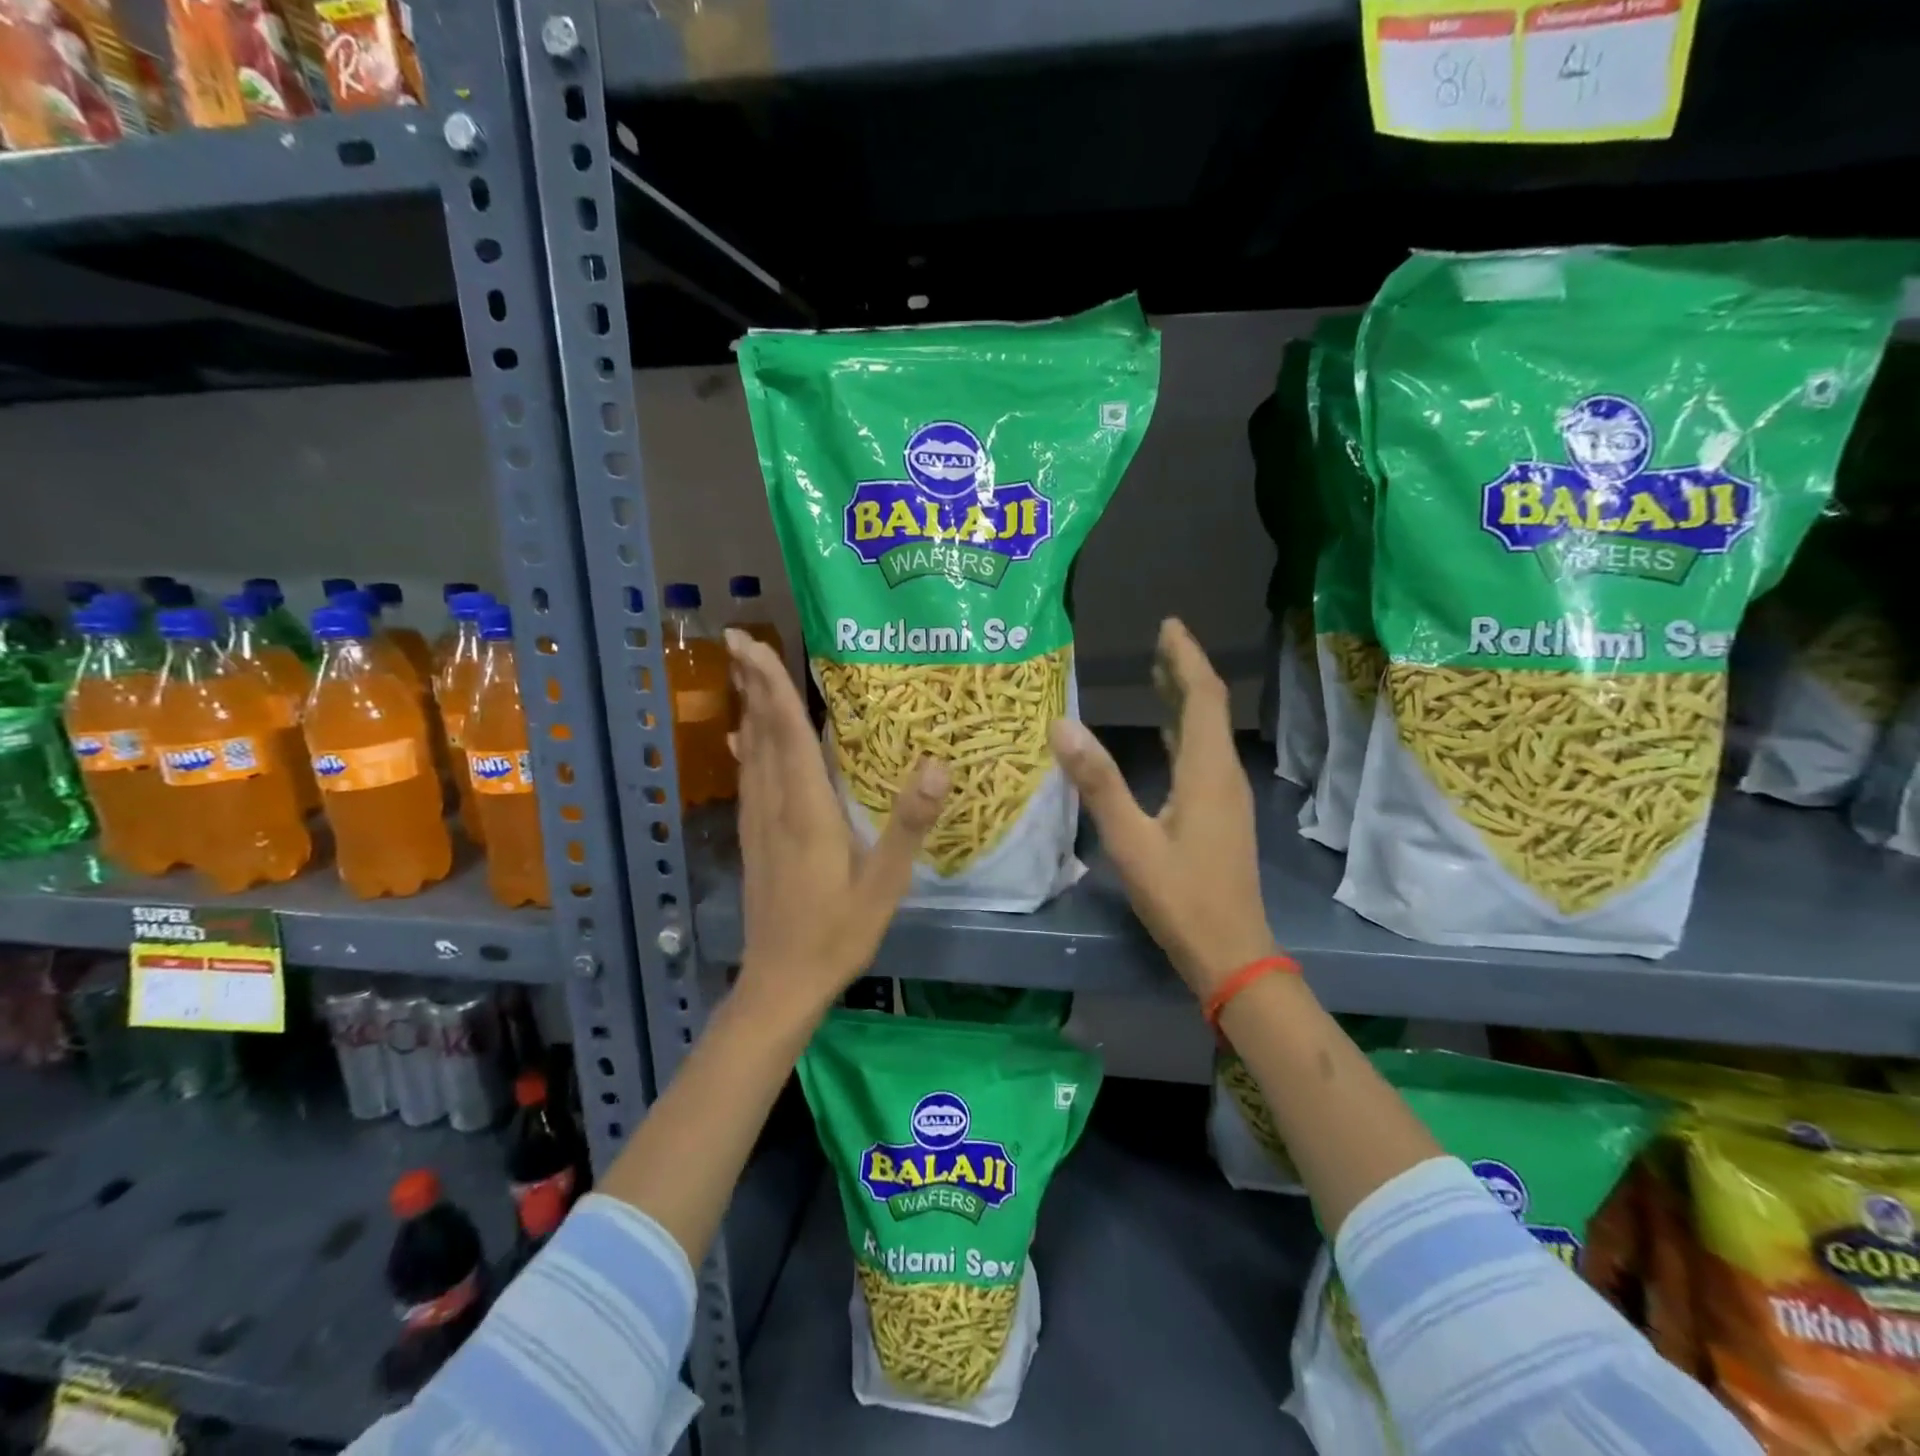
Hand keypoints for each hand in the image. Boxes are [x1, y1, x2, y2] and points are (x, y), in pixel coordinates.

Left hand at [726, 629, 948, 1021]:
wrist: (780, 982)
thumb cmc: (837, 934)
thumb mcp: (885, 884)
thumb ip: (908, 824)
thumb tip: (936, 765)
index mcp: (806, 811)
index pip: (786, 734)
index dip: (771, 685)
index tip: (750, 644)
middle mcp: (775, 807)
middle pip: (761, 733)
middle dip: (752, 684)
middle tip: (740, 639)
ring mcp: (758, 823)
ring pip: (750, 753)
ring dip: (748, 709)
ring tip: (745, 674)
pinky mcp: (754, 839)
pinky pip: (749, 779)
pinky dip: (746, 748)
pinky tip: (741, 739)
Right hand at [1049, 618, 1275, 1000]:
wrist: (1231, 953)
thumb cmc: (1180, 897)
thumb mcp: (1131, 841)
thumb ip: (1098, 783)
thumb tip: (1062, 725)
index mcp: (1206, 771)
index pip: (1202, 696)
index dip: (1186, 657)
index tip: (1168, 625)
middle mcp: (1222, 774)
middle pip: (1209, 708)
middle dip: (1185, 670)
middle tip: (1158, 641)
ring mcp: (1226, 796)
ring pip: (1206, 733)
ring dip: (1185, 700)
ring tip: (1157, 675)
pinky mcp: (1221, 815)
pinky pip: (1202, 757)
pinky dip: (1183, 732)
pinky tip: (1165, 735)